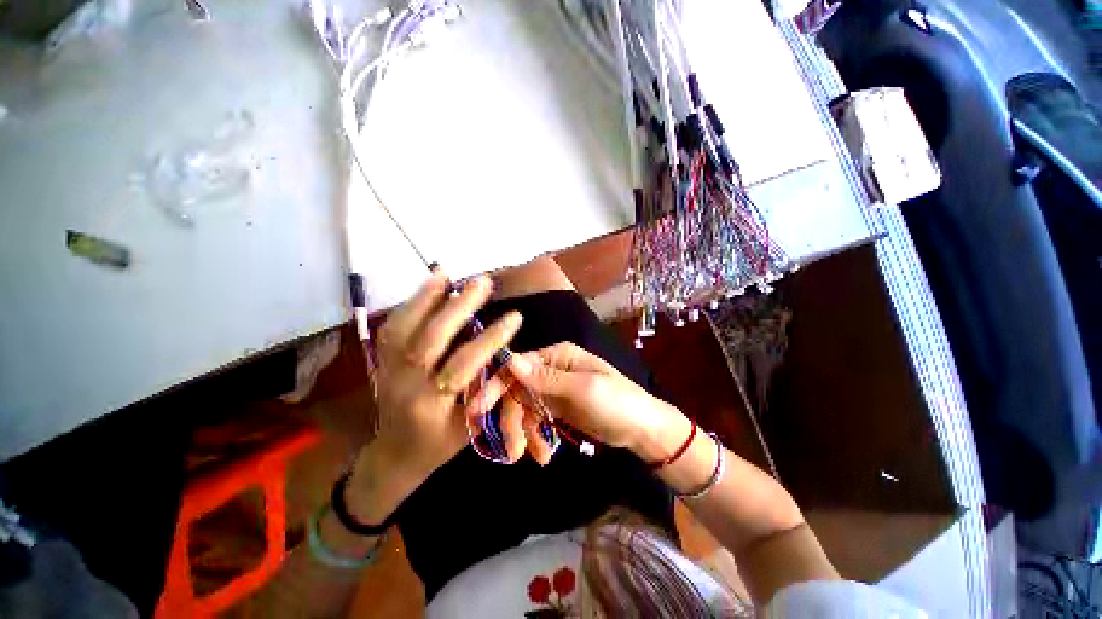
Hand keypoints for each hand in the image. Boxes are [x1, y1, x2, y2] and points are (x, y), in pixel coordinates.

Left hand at [349, 271, 522, 518]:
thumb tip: (506, 354)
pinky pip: (393, 326)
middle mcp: (406, 384)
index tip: (515, 317)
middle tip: (482, 283)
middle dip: (459, 308)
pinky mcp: (381, 360)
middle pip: (429, 340)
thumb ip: (487, 389)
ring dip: (427, 297)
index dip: (490, 339)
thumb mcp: (471, 426)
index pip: (464, 364)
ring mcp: (388, 370)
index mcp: (432, 406)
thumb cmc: (440, 443)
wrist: (395, 453)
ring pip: (404, 328)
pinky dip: (411, 302)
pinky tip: (428, 285)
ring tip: (449, 273)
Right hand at [468, 342, 689, 463]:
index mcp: (558, 357)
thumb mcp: (583, 390)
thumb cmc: (618, 402)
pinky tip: (543, 454)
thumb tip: (510, 361)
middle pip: (517, 389)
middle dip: (511, 418)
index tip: (477, 411)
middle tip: (511, 450)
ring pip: (524, 407)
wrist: (642, 429)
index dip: (496, 386)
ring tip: (535, 456)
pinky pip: (536, 420)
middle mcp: (552, 369)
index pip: (518, 366)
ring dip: (524, 432)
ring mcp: (553, 389)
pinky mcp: (557, 408)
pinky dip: (536, 437)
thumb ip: (545, 378)